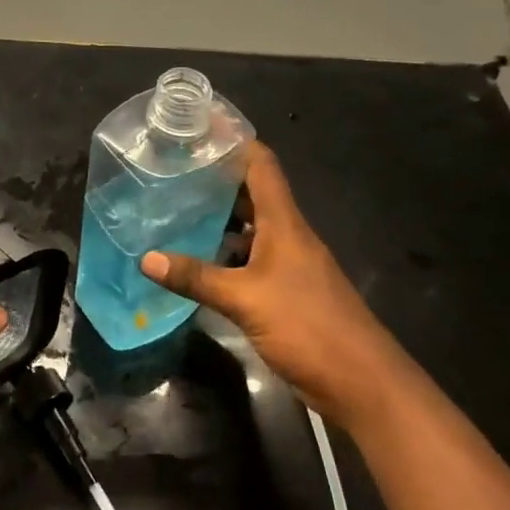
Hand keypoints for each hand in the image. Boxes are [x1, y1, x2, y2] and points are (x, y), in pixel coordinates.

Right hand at [141, 142, 402, 429]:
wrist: (363, 383)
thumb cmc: (308, 327)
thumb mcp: (245, 300)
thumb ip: (196, 278)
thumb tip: (146, 258)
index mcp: (284, 223)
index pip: (261, 165)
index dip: (233, 141)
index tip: (199, 127)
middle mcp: (287, 235)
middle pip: (252, 193)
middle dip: (216, 178)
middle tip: (172, 169)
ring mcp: (288, 264)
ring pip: (249, 228)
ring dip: (218, 217)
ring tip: (174, 208)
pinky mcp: (286, 291)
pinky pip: (249, 259)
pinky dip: (224, 253)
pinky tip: (195, 260)